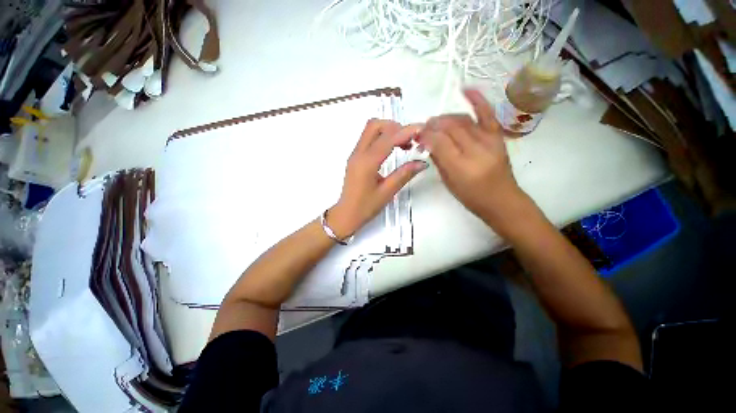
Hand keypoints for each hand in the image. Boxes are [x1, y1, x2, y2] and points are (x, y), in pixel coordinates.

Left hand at [328, 119, 427, 238]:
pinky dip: (382, 138)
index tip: (422, 129)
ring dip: (389, 131)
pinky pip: (368, 139)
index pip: (388, 139)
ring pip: (371, 130)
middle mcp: (359, 153)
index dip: (406, 131)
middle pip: (375, 125)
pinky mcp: (355, 157)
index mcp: (367, 162)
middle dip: (395, 127)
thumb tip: (422, 162)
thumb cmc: (365, 207)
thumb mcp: (387, 192)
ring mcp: (355, 154)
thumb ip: (404, 174)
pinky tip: (393, 149)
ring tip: (405, 144)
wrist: (346, 214)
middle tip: (411, 139)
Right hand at [421, 89, 527, 227]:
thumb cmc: (471, 196)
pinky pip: (487, 114)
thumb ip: (438, 160)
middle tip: (424, 128)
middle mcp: (475, 150)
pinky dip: (477, 100)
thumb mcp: (448, 182)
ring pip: (463, 120)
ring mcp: (489, 141)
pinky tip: (466, 89)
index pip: (439, 141)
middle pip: (450, 128)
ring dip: (446, 118)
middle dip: (433, 125)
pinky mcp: (498, 136)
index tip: (417, 135)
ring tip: (436, 121)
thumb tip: (428, 142)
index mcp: (460, 167)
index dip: (426, 135)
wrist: (502, 200)